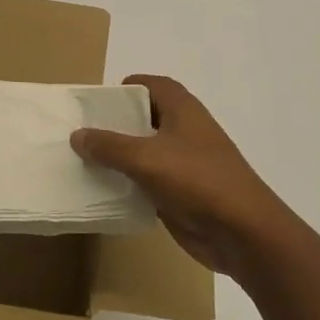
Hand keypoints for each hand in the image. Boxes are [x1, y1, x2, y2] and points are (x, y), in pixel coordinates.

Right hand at [71, 74, 299, 277]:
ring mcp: (184, 163)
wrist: (243, 233)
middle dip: (115, 124)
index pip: (152, 85)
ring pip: (144, 152)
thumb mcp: (146, 158)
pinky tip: (102, 191)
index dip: (126, 88)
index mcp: (183, 110)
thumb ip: (109, 145)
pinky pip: (147, 181)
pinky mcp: (181, 193)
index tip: (96, 102)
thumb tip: (77, 135)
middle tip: (80, 133)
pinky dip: (127, 184)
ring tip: (82, 161)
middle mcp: (184, 131)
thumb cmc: (197, 181)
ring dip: (118, 157)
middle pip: (145, 118)